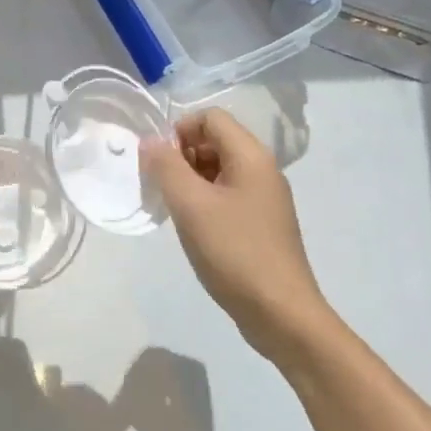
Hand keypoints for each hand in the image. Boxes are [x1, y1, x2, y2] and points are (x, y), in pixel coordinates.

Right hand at [140, 109, 327, 347]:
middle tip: (161, 187)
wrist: (281, 313)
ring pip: (218, 169)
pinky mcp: (261, 223)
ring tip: (172, 208)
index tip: (159, 162)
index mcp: (251, 157)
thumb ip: (166, 166)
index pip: (210, 118)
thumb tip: (150, 141)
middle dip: (182, 155)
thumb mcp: (191, 205)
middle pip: (215, 141)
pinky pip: (226, 195)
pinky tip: (191, 227)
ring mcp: (264, 198)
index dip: (179, 130)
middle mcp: (262, 170)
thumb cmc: (234, 252)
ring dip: (190, 180)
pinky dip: (203, 201)